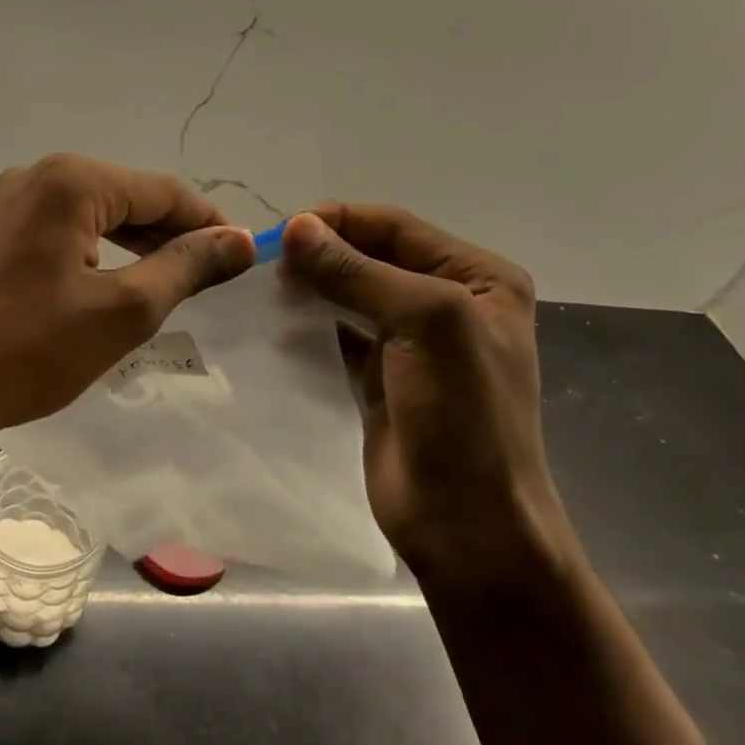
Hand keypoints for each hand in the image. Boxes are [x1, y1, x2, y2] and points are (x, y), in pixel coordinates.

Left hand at [0, 155, 254, 446]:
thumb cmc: (26, 350)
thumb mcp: (122, 311)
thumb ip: (185, 267)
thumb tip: (238, 240)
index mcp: (71, 181)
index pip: (163, 190)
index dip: (208, 222)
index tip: (242, 257)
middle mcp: (37, 175)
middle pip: (128, 197)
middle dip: (172, 234)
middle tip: (210, 279)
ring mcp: (7, 203)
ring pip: (94, 215)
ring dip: (136, 245)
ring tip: (169, 285)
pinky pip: (61, 232)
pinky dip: (97, 254)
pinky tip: (112, 285)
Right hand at [280, 205, 574, 591]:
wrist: (467, 523)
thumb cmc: (463, 416)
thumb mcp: (425, 325)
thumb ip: (359, 273)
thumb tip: (298, 227)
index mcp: (478, 278)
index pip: (397, 227)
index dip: (340, 221)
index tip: (282, 232)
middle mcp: (449, 302)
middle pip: (372, 257)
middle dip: (323, 253)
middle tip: (267, 262)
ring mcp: (414, 342)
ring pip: (352, 294)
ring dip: (313, 286)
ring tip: (266, 288)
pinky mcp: (381, 376)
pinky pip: (339, 334)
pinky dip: (310, 324)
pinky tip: (277, 323)